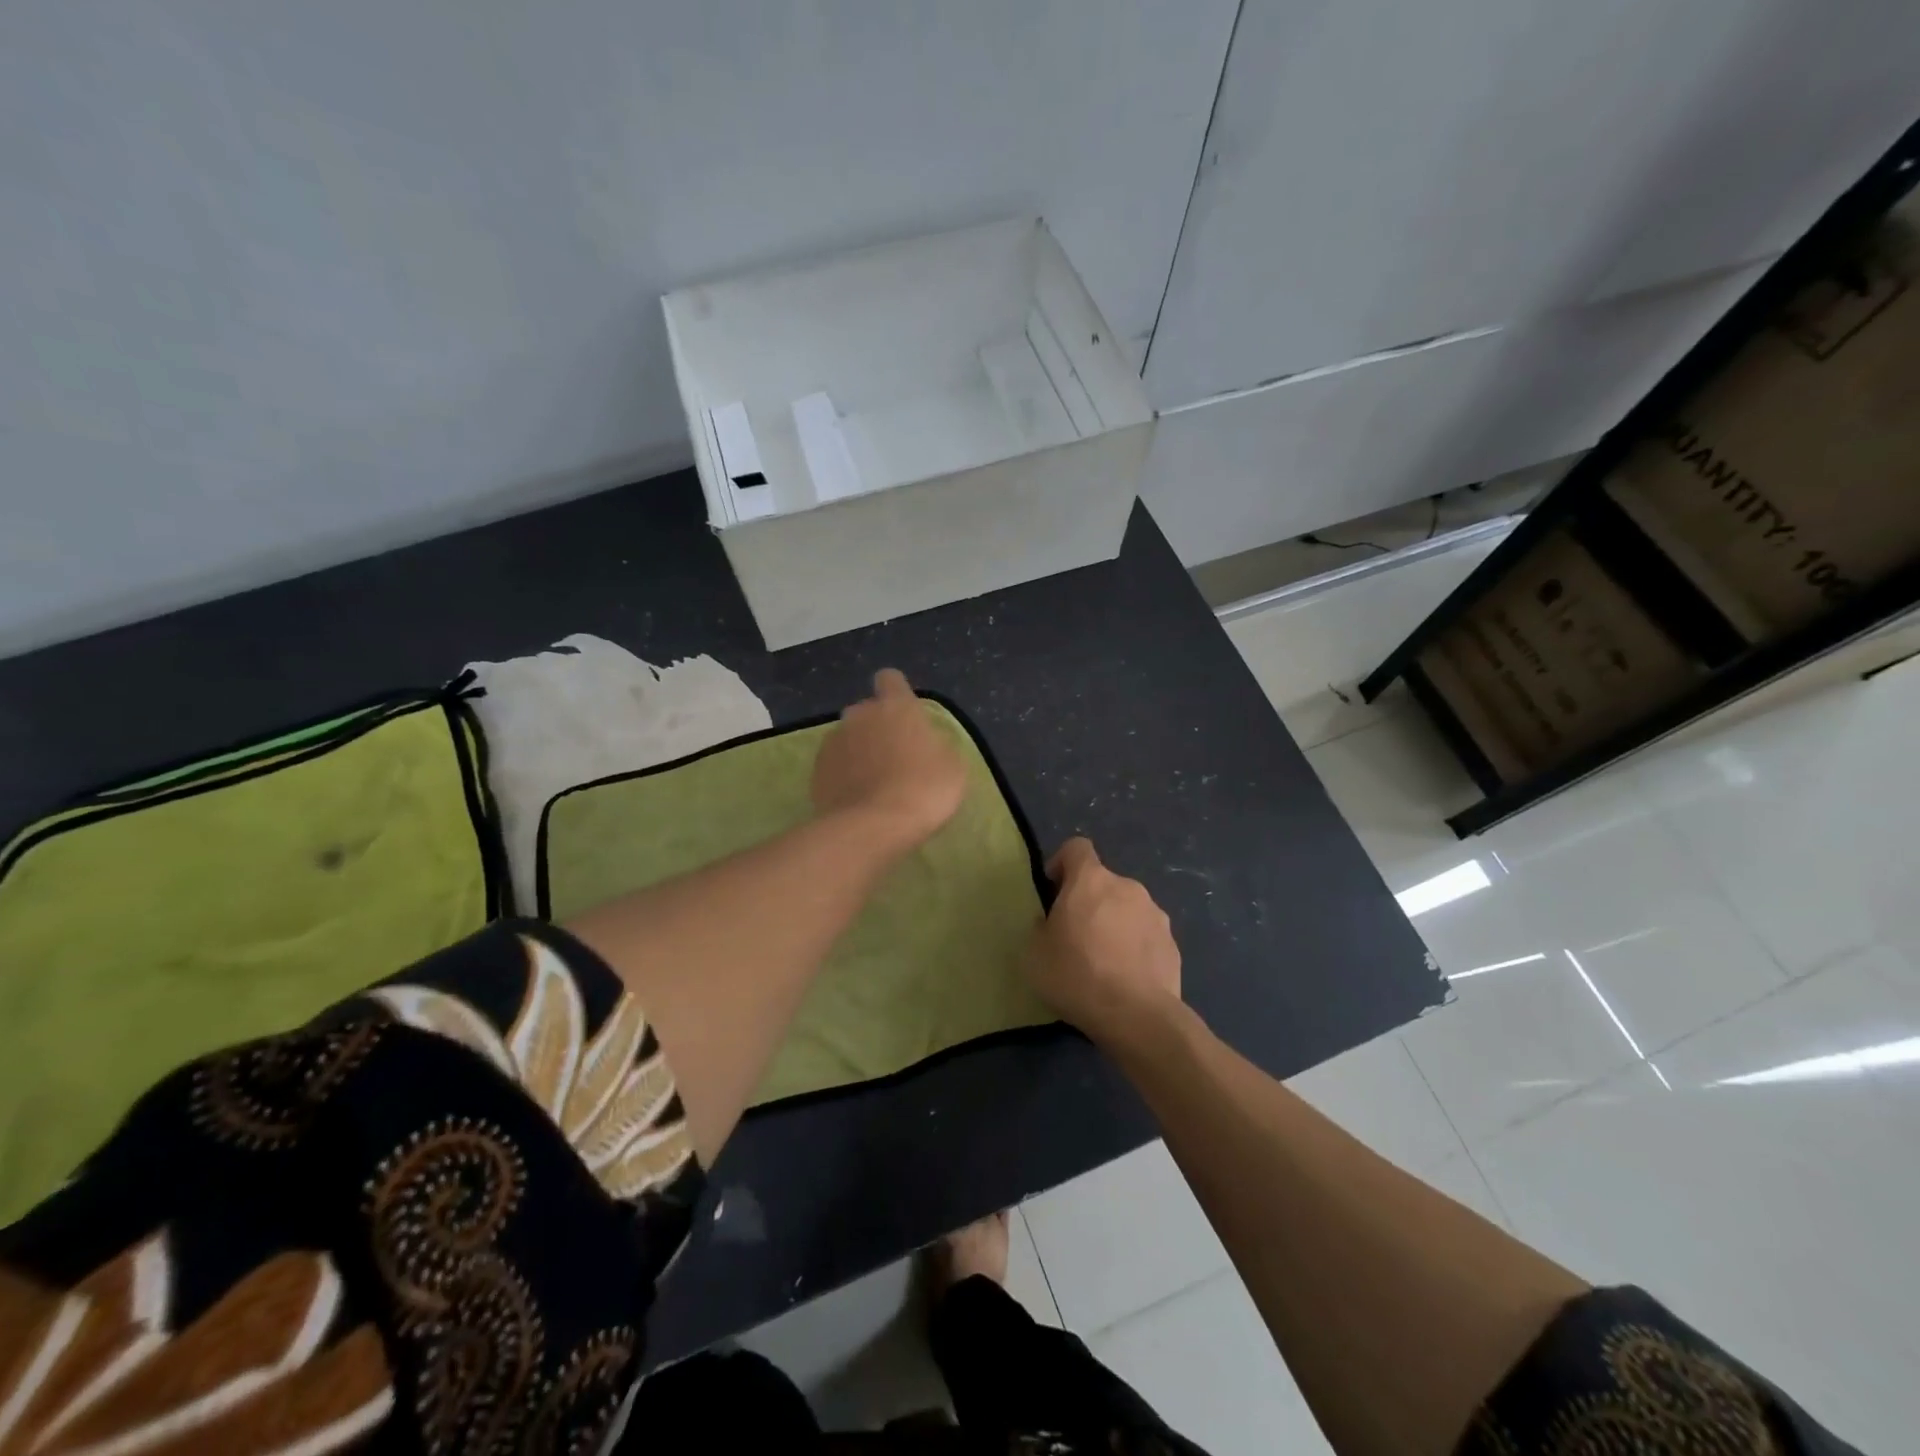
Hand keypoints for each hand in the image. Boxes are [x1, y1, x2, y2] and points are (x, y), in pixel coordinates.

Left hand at [811, 668, 967, 854]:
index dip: (897, 693)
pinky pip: (834, 765)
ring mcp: (833, 742)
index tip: (906, 715)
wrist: (873, 827)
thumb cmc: (923, 789)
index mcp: (895, 706)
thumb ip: (937, 745)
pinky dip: (843, 776)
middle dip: (877, 727)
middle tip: (895, 758)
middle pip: (867, 711)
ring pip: (848, 738)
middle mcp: (859, 715)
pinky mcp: (816, 770)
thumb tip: (927, 743)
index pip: (890, 679)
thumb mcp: (953, 767)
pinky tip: (857, 799)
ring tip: (874, 784)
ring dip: (859, 752)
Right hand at [1028, 837, 1181, 1042]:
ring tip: (1102, 962)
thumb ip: (1039, 927)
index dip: (1062, 862)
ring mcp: (1155, 915)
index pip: (1077, 848)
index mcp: (1091, 880)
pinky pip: (1146, 937)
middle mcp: (1127, 887)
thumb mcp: (1034, 954)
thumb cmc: (1076, 975)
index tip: (1053, 888)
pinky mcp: (1173, 944)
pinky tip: (1125, 979)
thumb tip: (1049, 922)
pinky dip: (1134, 948)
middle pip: (1103, 882)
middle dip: (1088, 901)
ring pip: (1127, 909)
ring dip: (1114, 924)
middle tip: (1073, 935)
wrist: (1137, 1016)